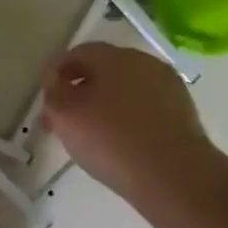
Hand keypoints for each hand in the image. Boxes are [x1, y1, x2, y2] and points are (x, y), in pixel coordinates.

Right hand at [40, 43, 221, 214]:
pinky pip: (143, 108)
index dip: (57, 72)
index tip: (45, 97)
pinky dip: (125, 118)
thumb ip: (53, 90)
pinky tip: (118, 142)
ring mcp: (168, 87)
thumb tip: (54, 78)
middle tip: (61, 120)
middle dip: (79, 91)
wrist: (172, 174)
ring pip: (124, 90)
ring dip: (102, 105)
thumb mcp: (64, 113)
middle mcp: (144, 63)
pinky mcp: (182, 112)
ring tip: (88, 135)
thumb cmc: (110, 138)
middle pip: (103, 71)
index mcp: (114, 56)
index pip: (79, 52)